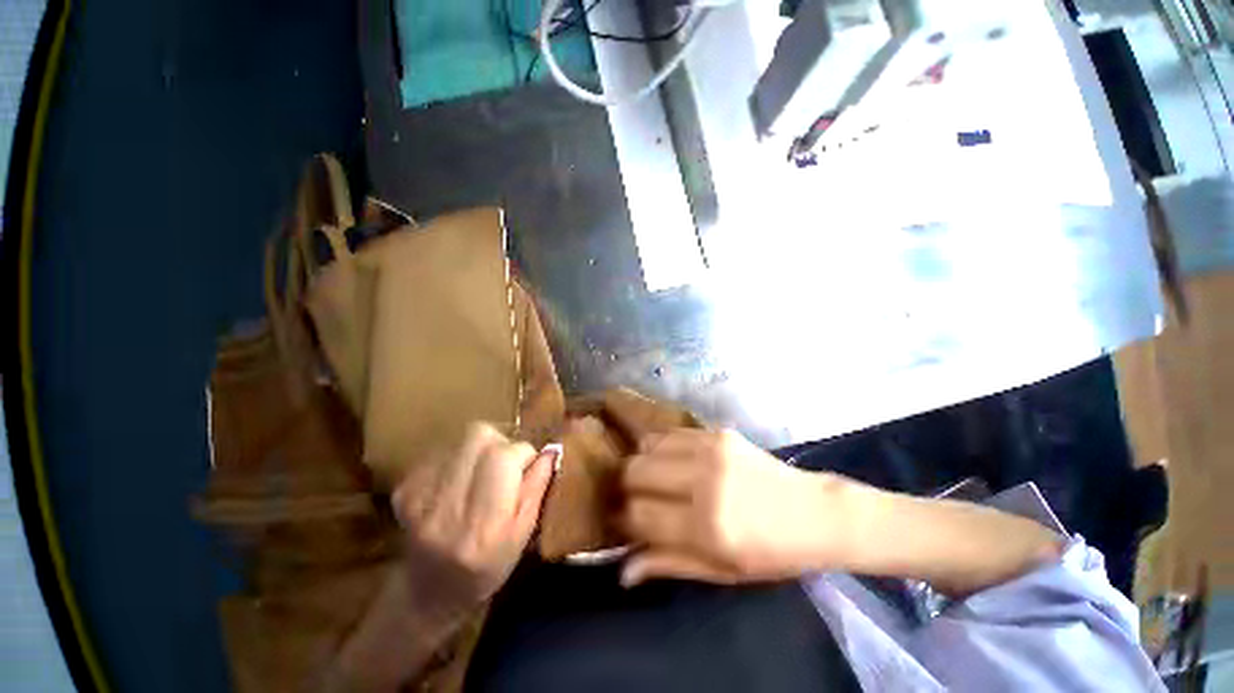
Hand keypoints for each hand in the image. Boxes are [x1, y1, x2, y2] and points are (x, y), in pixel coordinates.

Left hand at [391, 423, 556, 627]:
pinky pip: (441, 451)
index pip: (504, 457)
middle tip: (505, 464)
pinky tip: (459, 481)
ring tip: (482, 473)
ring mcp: (419, 499)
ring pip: (461, 439)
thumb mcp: (524, 534)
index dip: (522, 453)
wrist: (429, 594)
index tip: (526, 466)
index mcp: (483, 525)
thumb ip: (537, 488)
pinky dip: (458, 458)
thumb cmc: (488, 567)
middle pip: (479, 437)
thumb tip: (551, 451)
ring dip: (480, 449)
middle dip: (501, 442)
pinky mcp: (404, 491)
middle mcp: (447, 509)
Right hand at [620, 429, 850, 586]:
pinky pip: (670, 433)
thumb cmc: (770, 553)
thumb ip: (669, 564)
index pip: (639, 514)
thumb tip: (623, 569)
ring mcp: (711, 450)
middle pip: (635, 470)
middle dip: (625, 486)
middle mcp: (705, 481)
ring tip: (652, 478)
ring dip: (642, 463)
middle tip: (634, 497)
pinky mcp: (718, 432)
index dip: (624, 518)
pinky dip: (661, 447)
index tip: (622, 520)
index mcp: (708, 526)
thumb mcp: (721, 571)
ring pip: (648, 445)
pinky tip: (671, 461)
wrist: (815, 512)